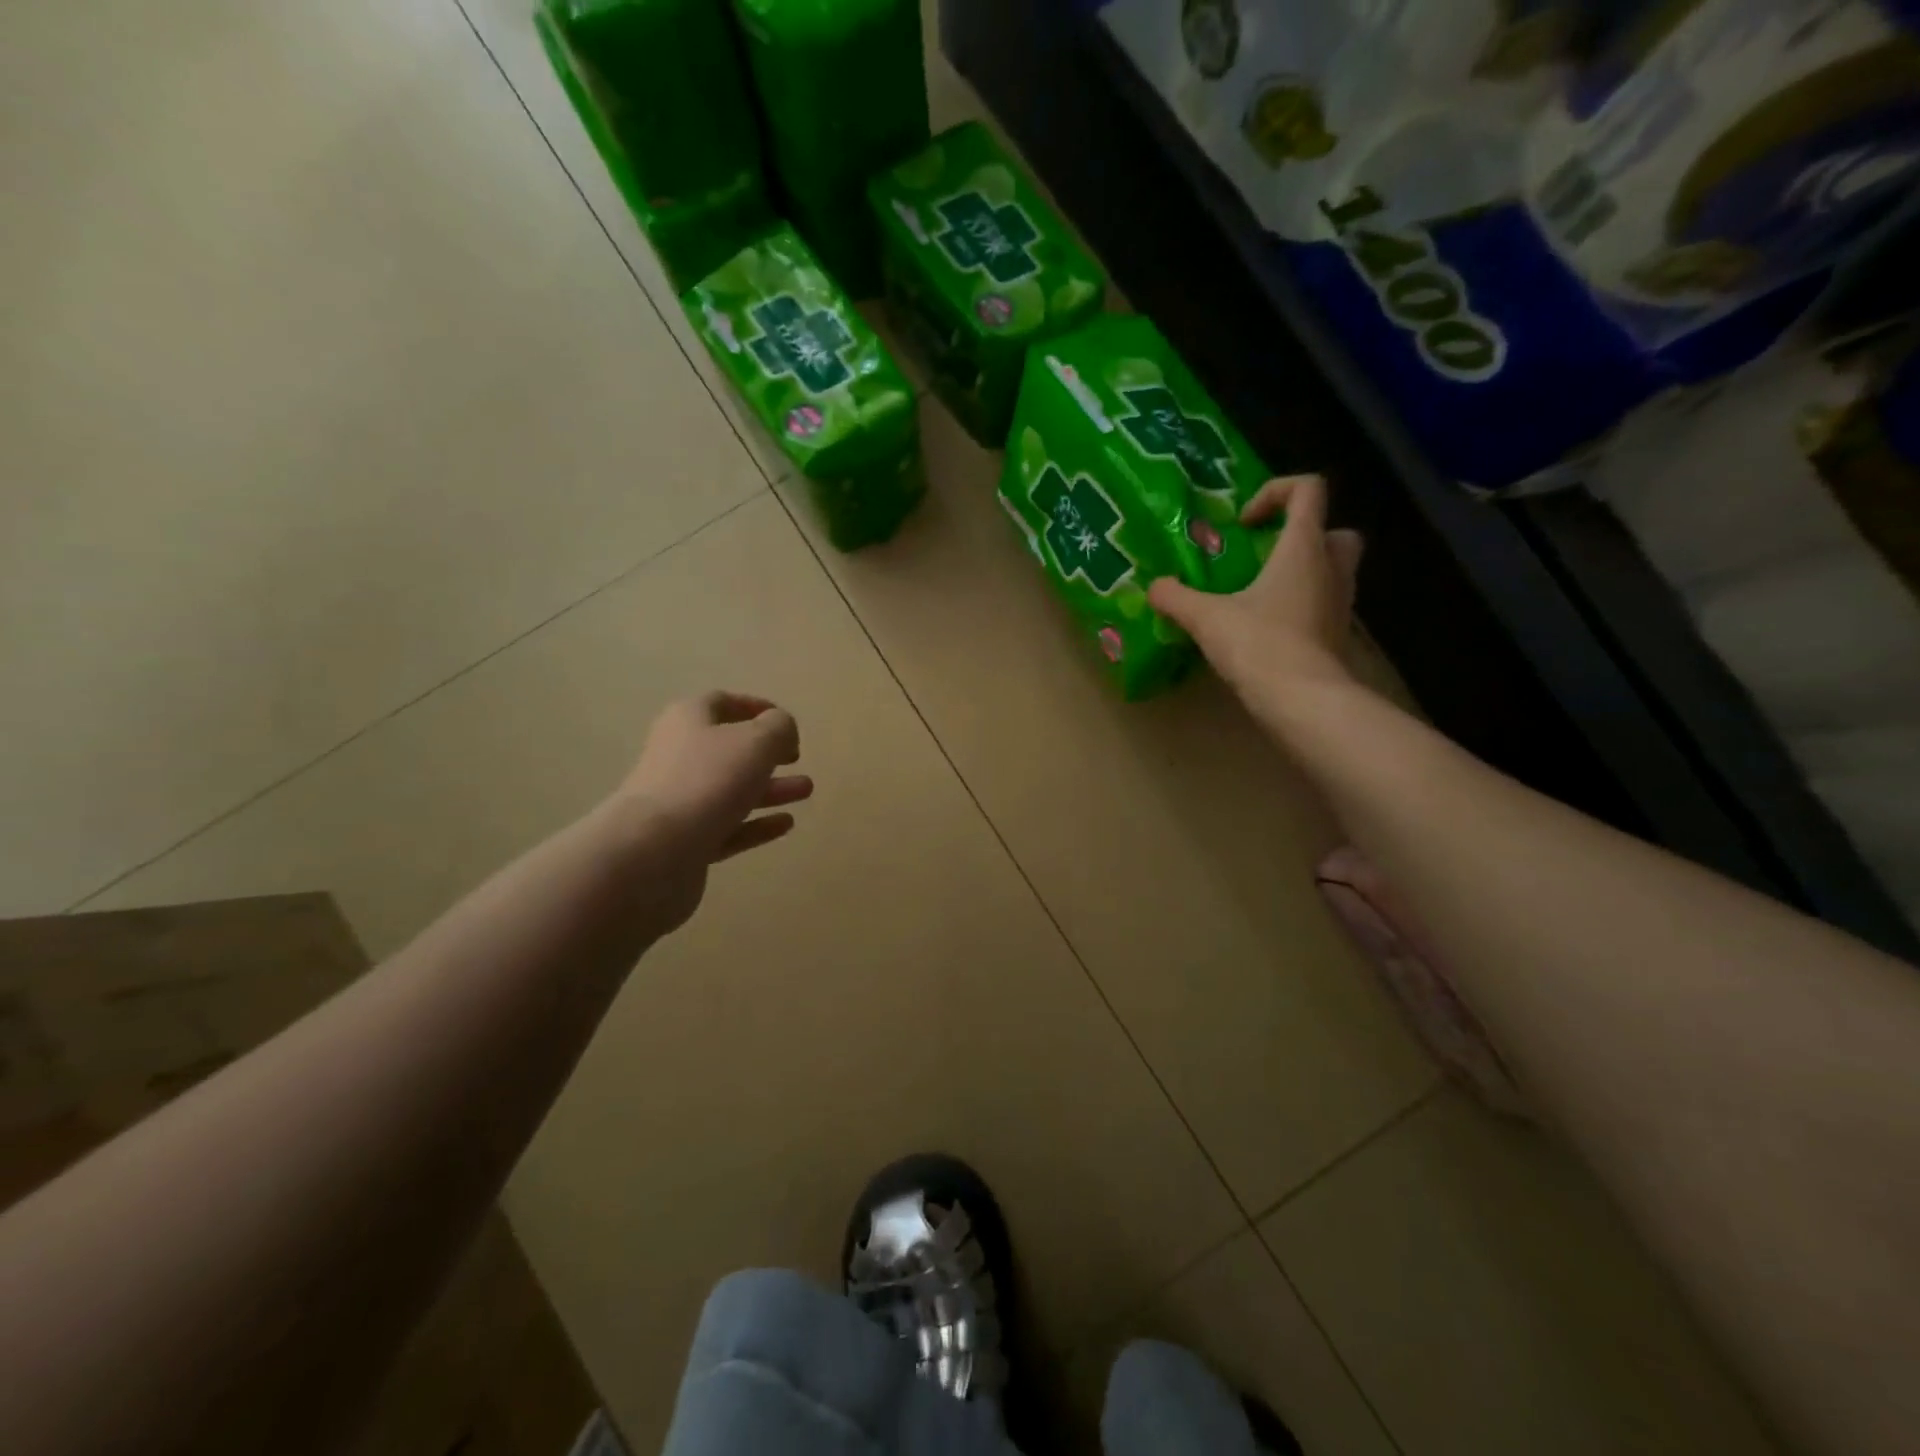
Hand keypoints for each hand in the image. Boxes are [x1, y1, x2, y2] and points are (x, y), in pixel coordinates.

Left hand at [613, 692, 812, 933]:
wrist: (653, 851)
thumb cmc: (708, 780)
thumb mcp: (757, 741)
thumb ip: (779, 728)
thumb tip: (782, 730)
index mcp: (688, 720)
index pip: (722, 703)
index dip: (755, 708)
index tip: (786, 721)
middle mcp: (679, 756)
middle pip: (727, 749)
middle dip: (766, 753)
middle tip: (797, 758)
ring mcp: (680, 802)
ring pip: (731, 789)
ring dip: (770, 788)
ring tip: (806, 790)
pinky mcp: (686, 842)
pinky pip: (728, 826)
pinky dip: (757, 824)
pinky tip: (786, 824)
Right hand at [1148, 474, 1363, 714]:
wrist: (1302, 700)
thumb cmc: (1259, 643)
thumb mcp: (1206, 617)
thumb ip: (1176, 597)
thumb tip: (1154, 587)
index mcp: (1303, 547)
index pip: (1308, 490)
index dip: (1276, 493)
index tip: (1244, 524)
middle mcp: (1330, 567)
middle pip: (1333, 530)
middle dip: (1302, 536)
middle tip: (1264, 556)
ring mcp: (1340, 603)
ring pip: (1331, 570)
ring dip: (1302, 572)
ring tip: (1259, 594)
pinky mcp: (1336, 635)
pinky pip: (1322, 605)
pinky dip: (1300, 607)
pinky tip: (1266, 627)